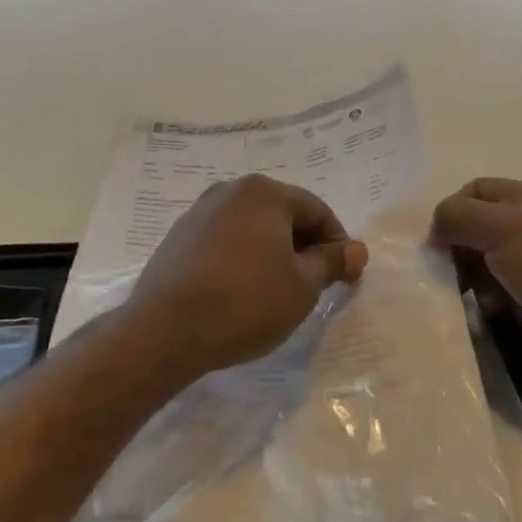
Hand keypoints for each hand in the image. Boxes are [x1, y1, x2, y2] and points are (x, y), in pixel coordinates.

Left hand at [124, 174, 367, 379]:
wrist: (165, 330)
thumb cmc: (246, 302)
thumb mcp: (302, 286)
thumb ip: (331, 262)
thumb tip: (356, 249)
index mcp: (265, 192)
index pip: (317, 210)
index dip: (338, 243)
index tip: (346, 277)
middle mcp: (231, 190)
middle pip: (283, 213)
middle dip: (304, 246)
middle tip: (315, 285)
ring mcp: (200, 211)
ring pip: (252, 227)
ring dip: (272, 252)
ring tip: (278, 290)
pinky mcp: (179, 236)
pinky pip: (225, 240)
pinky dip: (242, 258)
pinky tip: (241, 291)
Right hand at [431, 178, 521, 394]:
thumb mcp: (502, 226)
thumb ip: (459, 216)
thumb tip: (434, 230)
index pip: (474, 191)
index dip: (450, 209)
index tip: (436, 239)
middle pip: (473, 228)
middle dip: (453, 246)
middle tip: (442, 270)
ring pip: (479, 263)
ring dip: (463, 277)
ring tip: (460, 295)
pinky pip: (491, 295)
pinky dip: (479, 302)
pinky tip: (482, 313)